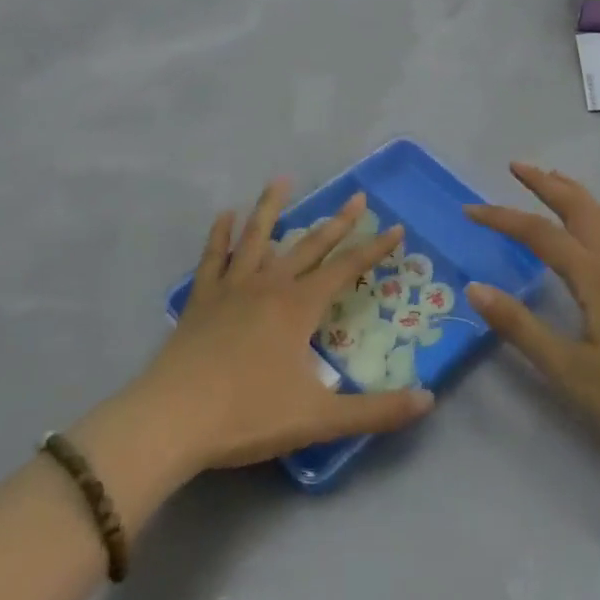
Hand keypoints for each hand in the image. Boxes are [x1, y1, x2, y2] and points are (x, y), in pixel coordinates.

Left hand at [106, 181, 433, 479]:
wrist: (171, 421)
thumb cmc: (247, 415)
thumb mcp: (319, 419)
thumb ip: (376, 410)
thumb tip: (429, 399)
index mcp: (298, 307)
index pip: (346, 268)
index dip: (374, 248)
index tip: (396, 227)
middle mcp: (268, 286)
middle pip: (309, 246)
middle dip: (337, 222)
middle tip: (357, 196)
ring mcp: (231, 289)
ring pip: (257, 237)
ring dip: (272, 207)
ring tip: (282, 179)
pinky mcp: (201, 300)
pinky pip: (213, 258)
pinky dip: (220, 235)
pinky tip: (224, 215)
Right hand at [466, 163, 599, 477]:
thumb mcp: (565, 368)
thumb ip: (519, 326)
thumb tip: (474, 289)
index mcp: (595, 276)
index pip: (540, 233)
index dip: (503, 218)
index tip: (470, 210)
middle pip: (578, 207)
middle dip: (546, 183)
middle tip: (515, 166)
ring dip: (571, 192)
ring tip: (549, 178)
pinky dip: (590, 210)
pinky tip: (585, 223)